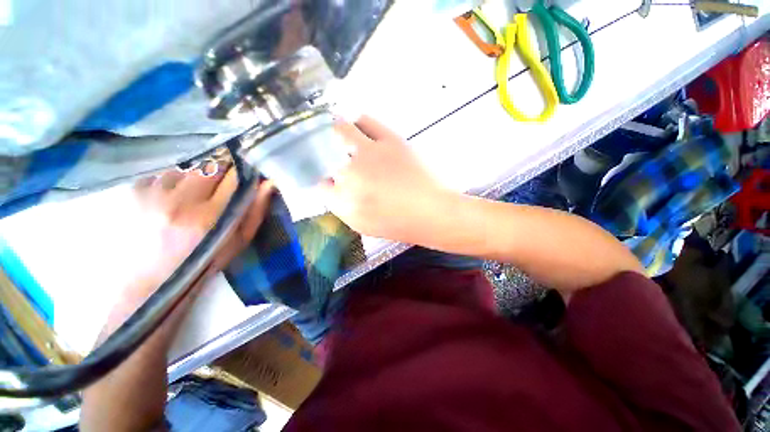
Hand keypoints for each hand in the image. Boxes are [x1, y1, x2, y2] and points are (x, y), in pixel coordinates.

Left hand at [103, 168, 272, 335]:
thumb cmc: (205, 261)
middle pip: (210, 166)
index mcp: (210, 217)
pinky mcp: (135, 192)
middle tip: (225, 179)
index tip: (249, 170)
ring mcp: (154, 195)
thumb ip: (255, 210)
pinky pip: (164, 172)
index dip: (244, 171)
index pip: (234, 178)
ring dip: (198, 173)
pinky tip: (175, 194)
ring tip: (197, 191)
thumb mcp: (239, 240)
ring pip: (187, 166)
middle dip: (223, 168)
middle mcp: (180, 202)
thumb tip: (269, 183)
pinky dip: (175, 177)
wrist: (153, 280)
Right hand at [321, 116, 451, 241]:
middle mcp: (351, 173)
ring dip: (335, 131)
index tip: (328, 178)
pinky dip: (358, 122)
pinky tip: (359, 127)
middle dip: (321, 152)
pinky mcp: (390, 140)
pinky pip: (366, 121)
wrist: (431, 211)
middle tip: (327, 152)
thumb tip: (333, 188)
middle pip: (323, 152)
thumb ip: (342, 206)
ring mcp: (370, 153)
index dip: (323, 179)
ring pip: (340, 130)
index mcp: (344, 200)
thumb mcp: (363, 225)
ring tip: (338, 133)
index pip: (320, 183)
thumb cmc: (399, 224)